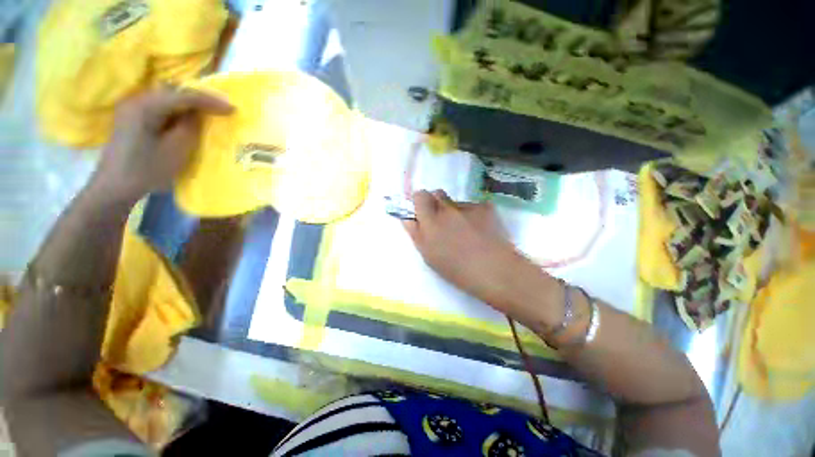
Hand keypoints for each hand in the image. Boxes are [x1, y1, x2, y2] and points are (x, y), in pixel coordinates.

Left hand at [88, 87, 233, 204]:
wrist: (115, 186)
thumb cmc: (147, 169)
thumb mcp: (176, 149)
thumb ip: (190, 127)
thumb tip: (200, 114)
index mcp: (146, 106)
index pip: (183, 96)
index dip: (210, 100)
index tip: (232, 108)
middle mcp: (137, 100)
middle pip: (174, 93)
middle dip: (199, 99)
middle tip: (221, 108)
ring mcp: (133, 109)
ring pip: (168, 99)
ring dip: (189, 105)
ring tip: (209, 112)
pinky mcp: (133, 118)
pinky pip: (161, 108)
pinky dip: (178, 111)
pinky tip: (189, 119)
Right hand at [403, 190, 526, 308]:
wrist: (495, 270)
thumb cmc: (456, 269)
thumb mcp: (429, 255)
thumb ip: (416, 233)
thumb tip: (408, 218)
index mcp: (431, 220)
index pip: (420, 195)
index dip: (420, 201)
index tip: (423, 212)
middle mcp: (448, 208)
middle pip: (437, 194)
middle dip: (436, 204)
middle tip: (442, 223)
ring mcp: (468, 206)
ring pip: (456, 203)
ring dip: (455, 212)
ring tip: (466, 232)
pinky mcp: (485, 207)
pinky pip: (473, 207)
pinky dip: (473, 216)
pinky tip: (480, 231)